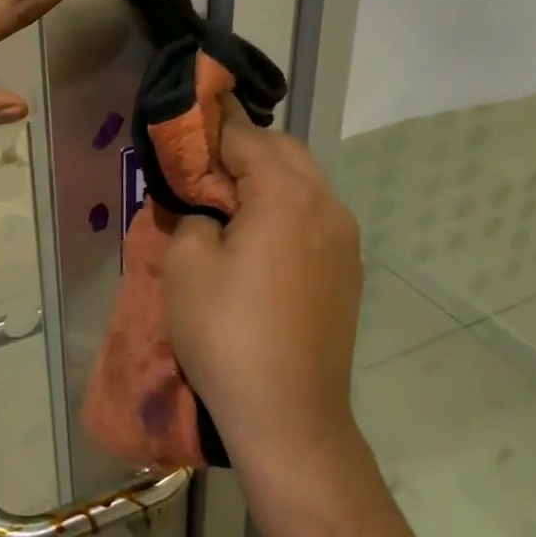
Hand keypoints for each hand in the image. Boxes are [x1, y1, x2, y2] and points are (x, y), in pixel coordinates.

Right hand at [165, 109, 364, 466]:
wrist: (289, 414)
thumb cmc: (227, 332)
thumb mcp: (187, 265)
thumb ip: (194, 216)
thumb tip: (208, 210)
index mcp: (288, 195)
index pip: (248, 137)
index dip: (213, 126)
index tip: (186, 122)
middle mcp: (328, 206)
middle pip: (285, 151)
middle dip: (244, 147)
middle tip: (202, 164)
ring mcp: (345, 241)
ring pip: (305, 183)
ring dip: (267, 178)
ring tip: (226, 198)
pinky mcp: (348, 272)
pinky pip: (314, 217)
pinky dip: (285, 208)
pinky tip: (257, 236)